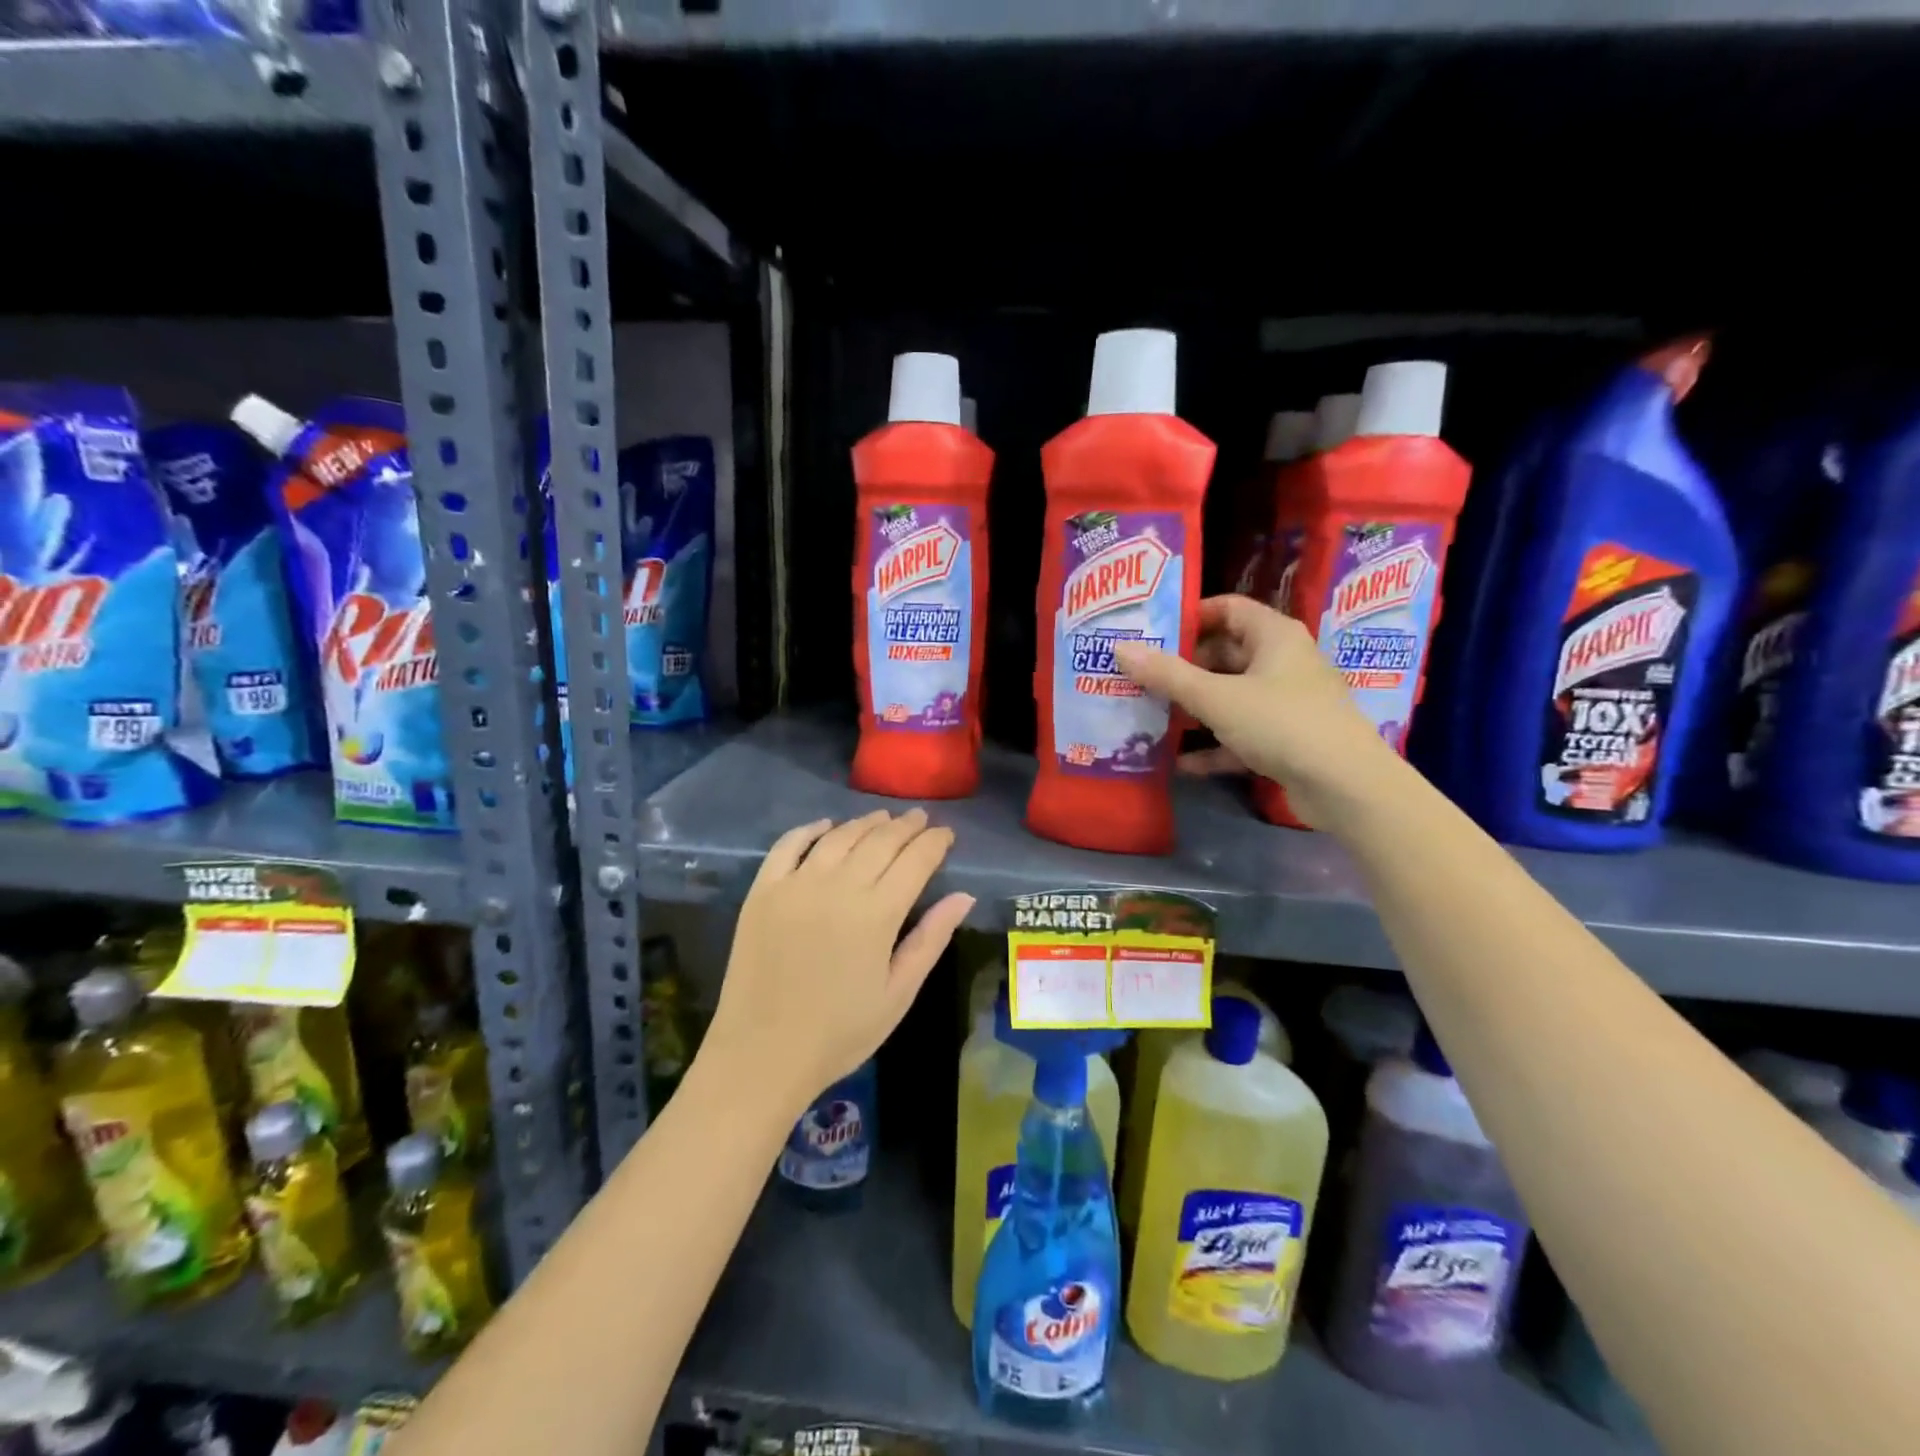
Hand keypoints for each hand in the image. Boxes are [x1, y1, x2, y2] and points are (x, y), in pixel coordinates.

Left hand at [706, 810, 974, 1114]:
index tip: (946, 833)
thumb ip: (931, 939)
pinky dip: (809, 830)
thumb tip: (963, 896)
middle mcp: (839, 886)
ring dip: (865, 822)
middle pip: (880, 840)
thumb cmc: (840, 1032)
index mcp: (878, 913)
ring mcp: (797, 884)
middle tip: (920, 818)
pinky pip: (788, 845)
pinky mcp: (763, 890)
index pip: (916, 860)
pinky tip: (825, 826)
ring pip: (839, 837)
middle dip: (906, 826)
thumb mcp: (898, 994)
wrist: (762, 1055)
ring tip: (882, 817)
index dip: (934, 842)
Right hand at [1112, 594, 1394, 829]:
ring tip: (1150, 716)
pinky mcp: (1287, 740)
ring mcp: (1286, 703)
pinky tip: (1180, 763)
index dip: (1191, 616)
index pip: (1228, 608)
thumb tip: (1121, 648)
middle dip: (1183, 668)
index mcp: (1274, 636)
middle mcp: (1283, 662)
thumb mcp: (1216, 697)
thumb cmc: (1281, 723)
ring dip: (1194, 709)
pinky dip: (1214, 746)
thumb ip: (1167, 675)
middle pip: (1225, 655)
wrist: (1346, 786)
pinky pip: (1241, 734)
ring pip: (1231, 697)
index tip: (1152, 633)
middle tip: (1141, 677)